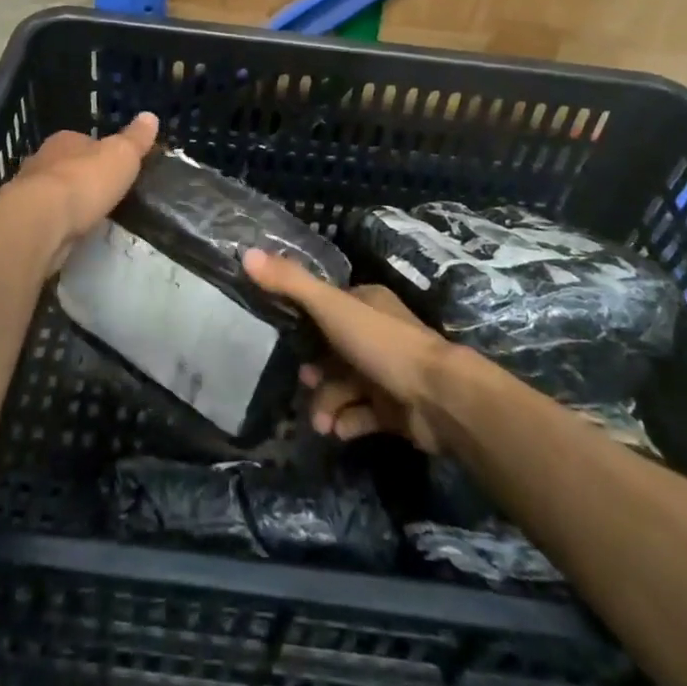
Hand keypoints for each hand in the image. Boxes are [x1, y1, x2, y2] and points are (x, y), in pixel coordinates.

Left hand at [1, 113, 158, 269]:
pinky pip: (46, 218)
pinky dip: (57, 223)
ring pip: (53, 193)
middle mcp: (42, 160)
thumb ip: (135, 139)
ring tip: (89, 216)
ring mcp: (28, 192)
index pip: (84, 141)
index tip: (114, 166)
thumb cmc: (85, 180)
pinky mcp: (24, 221)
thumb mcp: (122, 155)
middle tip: (103, 193)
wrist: (42, 221)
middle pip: (66, 165)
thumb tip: (150, 115)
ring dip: (67, 202)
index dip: (99, 152)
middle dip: (81, 177)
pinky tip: (71, 233)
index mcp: (65, 140)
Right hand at [243, 249, 456, 453]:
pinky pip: (362, 415)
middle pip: (334, 350)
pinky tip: (336, 431)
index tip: (284, 339)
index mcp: (367, 303)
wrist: (439, 398)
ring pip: (346, 385)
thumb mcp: (331, 307)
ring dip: (327, 403)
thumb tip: (247, 253)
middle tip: (302, 383)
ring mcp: (389, 373)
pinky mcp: (396, 410)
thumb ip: (291, 283)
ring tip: (319, 423)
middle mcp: (378, 334)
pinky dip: (347, 422)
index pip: (329, 307)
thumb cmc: (382, 344)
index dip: (306, 323)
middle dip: (315, 371)